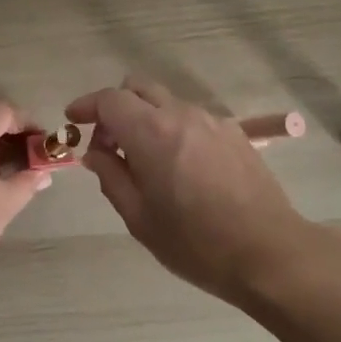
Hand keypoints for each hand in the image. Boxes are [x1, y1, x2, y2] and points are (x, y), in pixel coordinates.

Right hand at [65, 77, 317, 306]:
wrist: (268, 253)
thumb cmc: (195, 243)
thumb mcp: (139, 218)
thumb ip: (111, 177)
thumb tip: (96, 153)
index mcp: (152, 132)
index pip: (110, 99)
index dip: (87, 106)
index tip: (73, 120)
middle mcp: (182, 115)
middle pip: (138, 88)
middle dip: (116, 108)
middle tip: (108, 146)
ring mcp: (213, 121)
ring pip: (167, 102)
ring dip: (146, 119)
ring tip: (145, 163)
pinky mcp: (235, 134)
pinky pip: (191, 118)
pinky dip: (173, 129)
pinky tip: (179, 168)